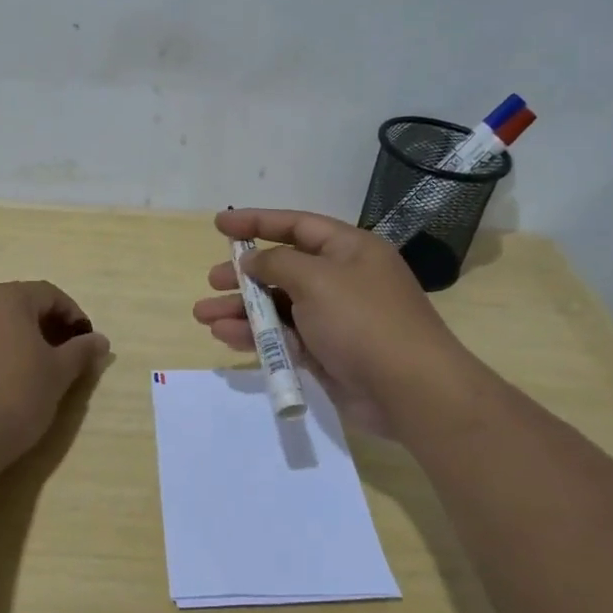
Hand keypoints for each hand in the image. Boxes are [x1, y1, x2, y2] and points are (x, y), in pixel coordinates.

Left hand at [0, 281, 110, 465]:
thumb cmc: (15, 396)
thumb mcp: (58, 374)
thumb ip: (81, 351)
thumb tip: (100, 341)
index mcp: (6, 297)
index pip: (50, 294)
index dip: (73, 316)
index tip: (87, 344)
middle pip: (18, 305)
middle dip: (44, 326)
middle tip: (64, 355)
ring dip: (15, 339)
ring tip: (31, 370)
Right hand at [192, 209, 467, 438]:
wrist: (409, 390)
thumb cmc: (363, 321)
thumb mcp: (317, 280)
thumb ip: (278, 264)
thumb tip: (253, 261)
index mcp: (349, 250)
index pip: (297, 226)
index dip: (257, 222)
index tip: (220, 224)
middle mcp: (342, 279)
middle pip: (284, 269)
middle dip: (245, 275)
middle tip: (212, 281)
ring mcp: (334, 319)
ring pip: (279, 307)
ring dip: (242, 310)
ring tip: (203, 315)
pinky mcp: (326, 353)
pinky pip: (284, 337)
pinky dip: (256, 336)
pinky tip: (225, 336)